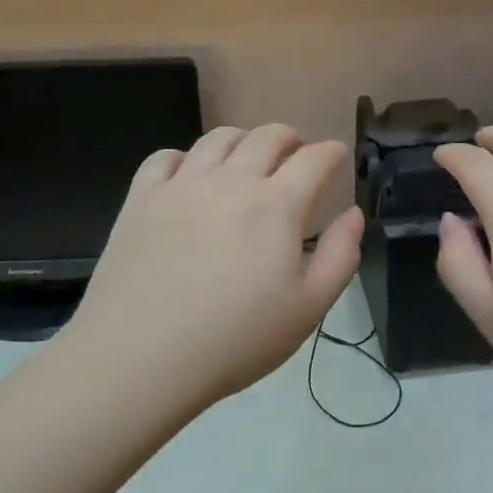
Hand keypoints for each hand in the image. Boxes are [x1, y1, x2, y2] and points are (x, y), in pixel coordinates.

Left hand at [63, 125, 364, 414]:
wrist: (139, 357)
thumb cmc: (234, 340)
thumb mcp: (307, 309)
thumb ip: (340, 256)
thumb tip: (353, 214)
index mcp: (276, 205)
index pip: (314, 159)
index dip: (332, 152)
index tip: (337, 157)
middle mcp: (231, 180)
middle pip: (267, 136)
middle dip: (290, 139)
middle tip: (295, 156)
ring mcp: (182, 184)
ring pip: (218, 138)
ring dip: (242, 140)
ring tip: (246, 158)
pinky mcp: (142, 197)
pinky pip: (165, 157)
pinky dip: (185, 157)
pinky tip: (188, 176)